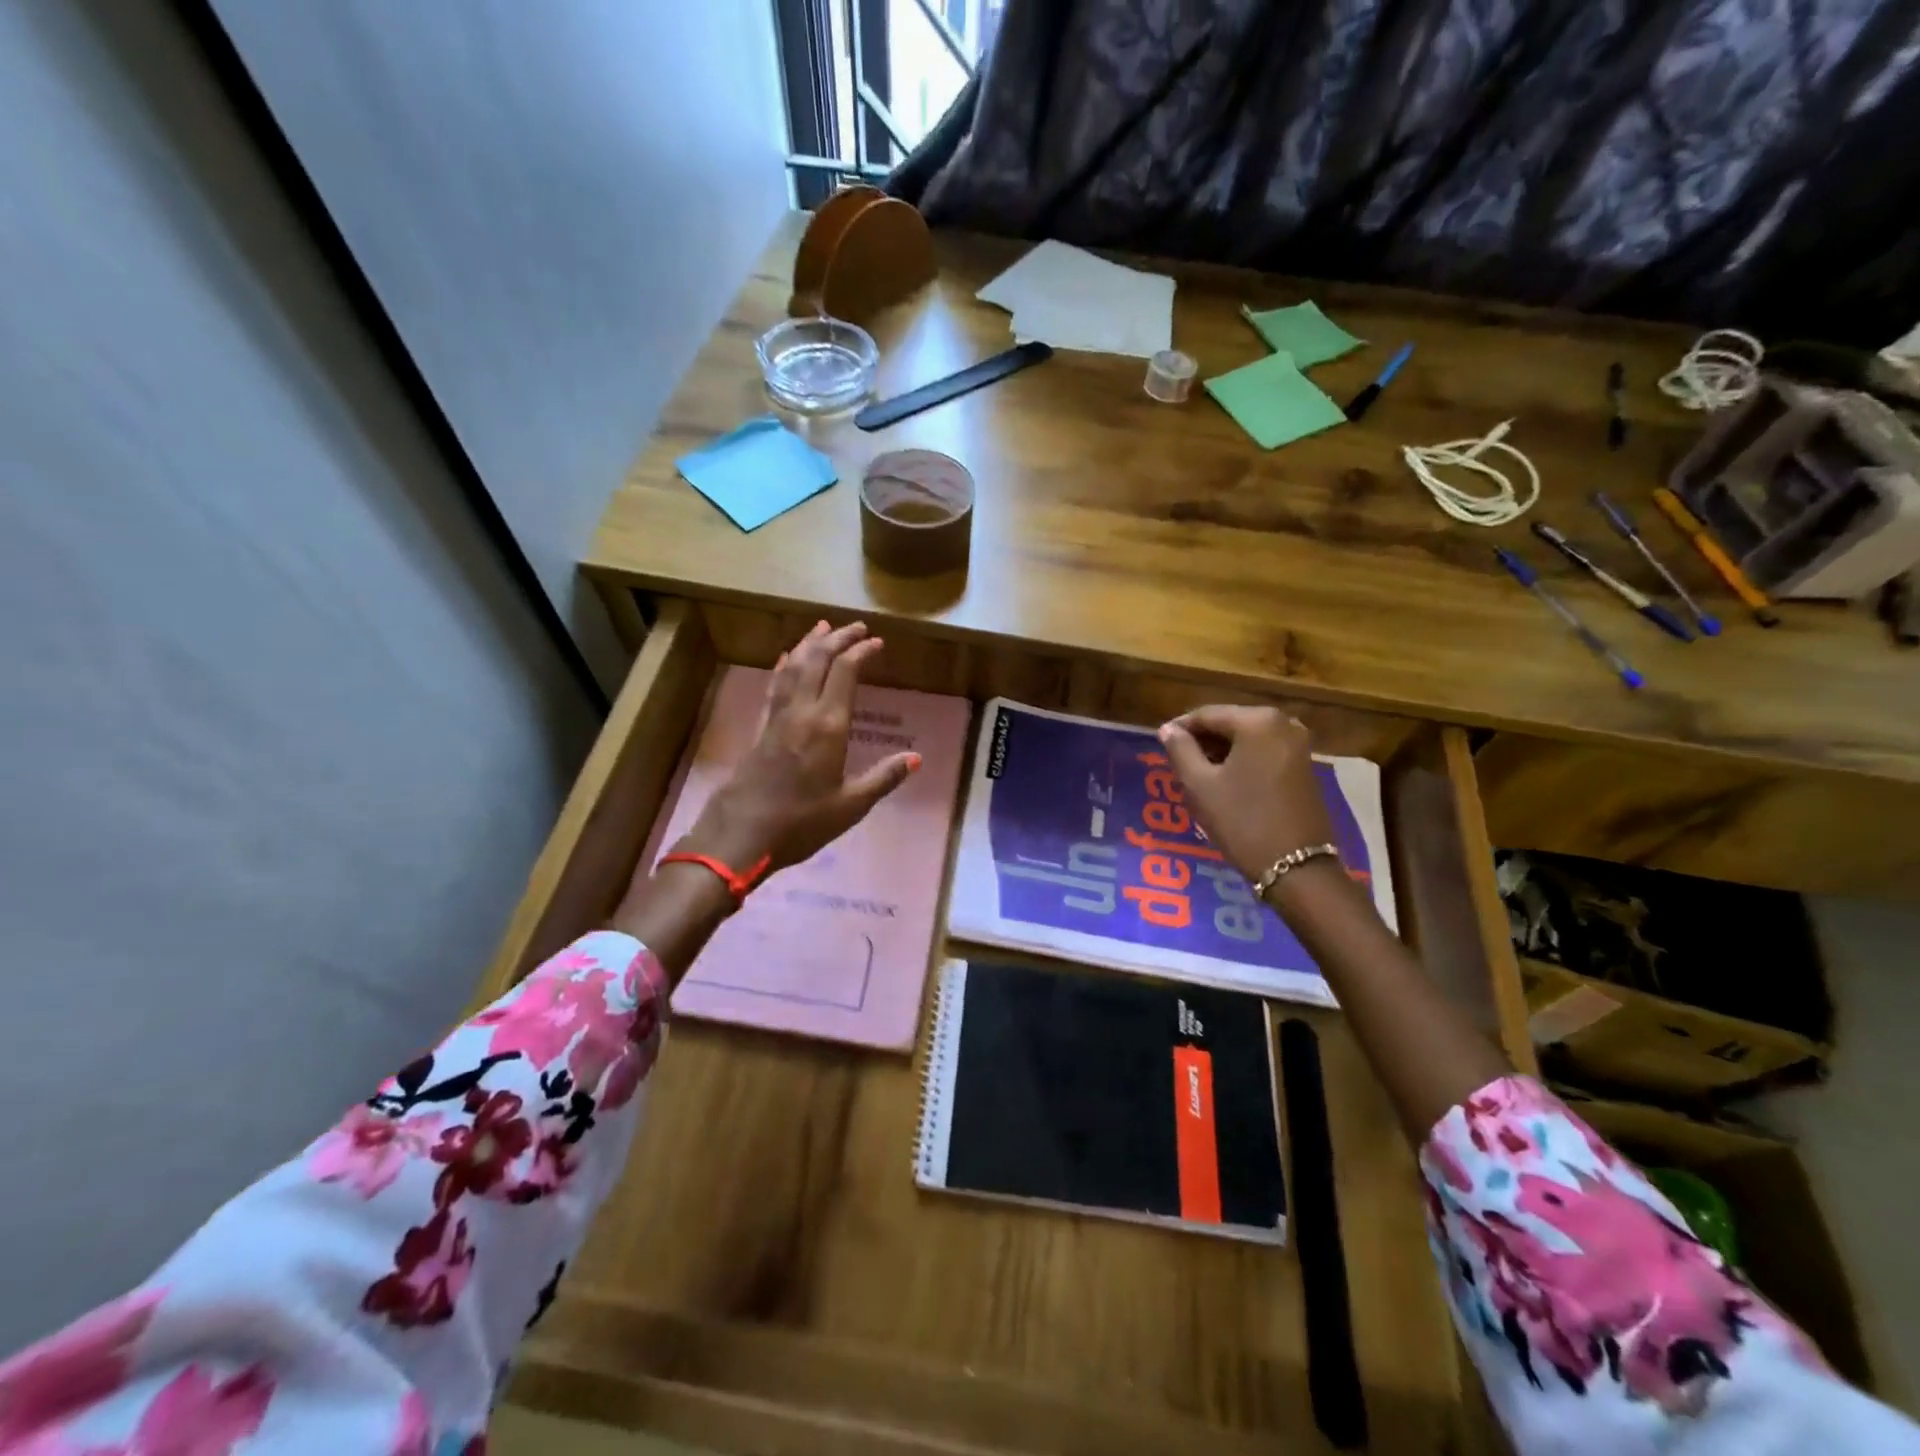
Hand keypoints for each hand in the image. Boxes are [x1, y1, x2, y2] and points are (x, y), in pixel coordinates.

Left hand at [679, 621, 919, 874]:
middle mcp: (801, 712)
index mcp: (828, 726)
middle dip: (837, 638)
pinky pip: (774, 686)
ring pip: (792, 667)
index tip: (877, 642)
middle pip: (816, 660)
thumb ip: (883, 778)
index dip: (861, 652)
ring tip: (822, 628)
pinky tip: (785, 659)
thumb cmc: (801, 823)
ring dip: (808, 644)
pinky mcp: (760, 728)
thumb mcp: (851, 806)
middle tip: (855, 627)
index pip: (845, 673)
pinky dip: (784, 666)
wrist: (741, 836)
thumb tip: (915, 758)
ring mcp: (777, 718)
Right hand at [1156, 706, 1337, 886]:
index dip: (1179, 728)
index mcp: (1257, 721)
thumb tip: (1168, 729)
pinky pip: (1263, 752)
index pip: (1206, 714)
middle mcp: (1283, 723)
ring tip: (1197, 775)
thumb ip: (1180, 750)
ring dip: (1220, 752)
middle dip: (1202, 741)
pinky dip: (1242, 761)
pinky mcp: (1304, 765)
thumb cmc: (1242, 820)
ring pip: (1246, 739)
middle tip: (1177, 763)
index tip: (1160, 744)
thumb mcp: (1200, 785)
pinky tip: (1225, 782)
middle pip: (1229, 723)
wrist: (1297, 866)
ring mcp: (1298, 744)